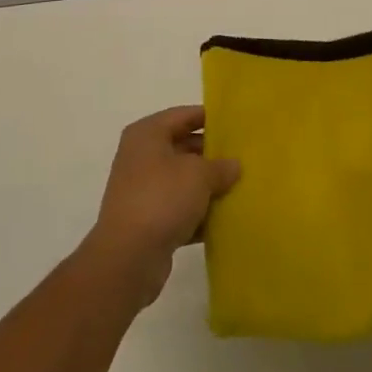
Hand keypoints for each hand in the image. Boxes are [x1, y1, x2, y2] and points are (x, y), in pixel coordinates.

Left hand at [85, 106, 240, 306]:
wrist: (128, 256)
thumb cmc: (162, 198)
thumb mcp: (198, 175)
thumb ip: (219, 166)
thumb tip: (234, 165)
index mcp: (147, 134)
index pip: (182, 115)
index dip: (208, 117)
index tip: (234, 123)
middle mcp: (141, 156)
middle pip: (182, 147)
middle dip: (211, 155)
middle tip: (242, 159)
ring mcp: (142, 189)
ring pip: (182, 180)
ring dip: (207, 186)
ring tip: (239, 188)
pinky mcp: (148, 220)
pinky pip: (178, 208)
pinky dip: (198, 213)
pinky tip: (223, 221)